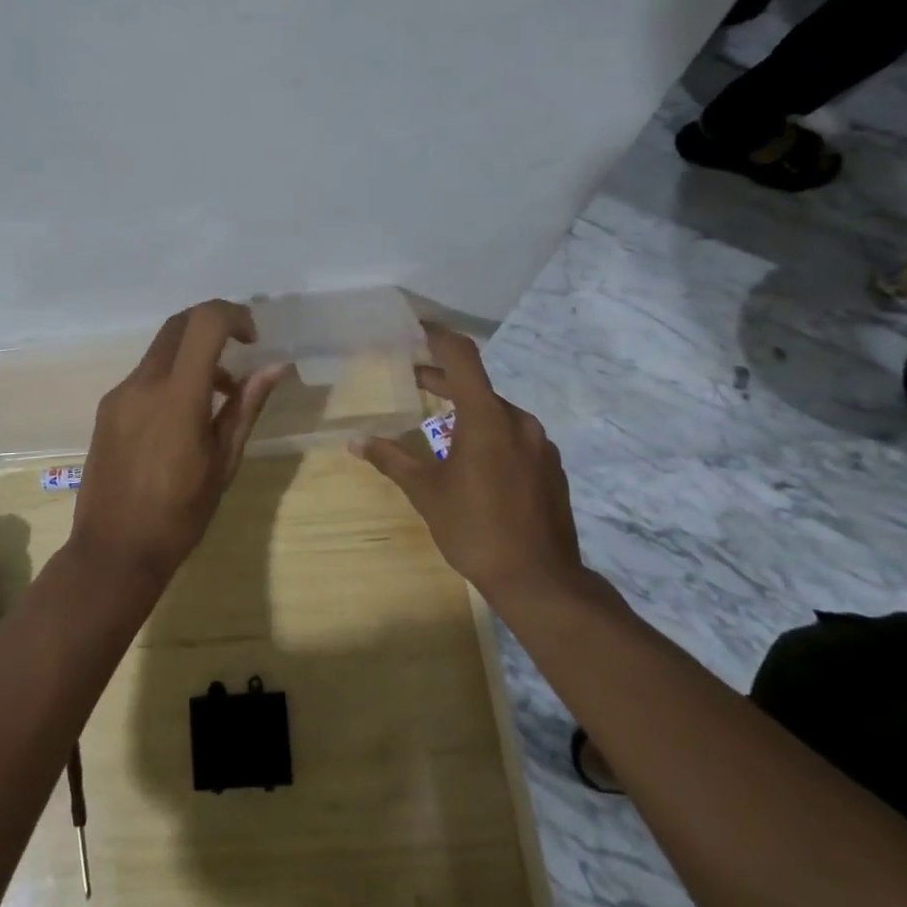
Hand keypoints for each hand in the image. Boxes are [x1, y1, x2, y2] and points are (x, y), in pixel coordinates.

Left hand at [71, 300, 289, 588]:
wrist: (113, 551)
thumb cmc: (179, 514)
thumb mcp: (223, 462)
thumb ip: (247, 407)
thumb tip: (276, 367)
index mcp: (177, 397)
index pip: (204, 323)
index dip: (233, 315)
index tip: (253, 338)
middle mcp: (143, 384)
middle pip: (179, 324)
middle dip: (213, 325)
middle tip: (241, 349)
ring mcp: (119, 394)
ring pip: (161, 349)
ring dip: (193, 354)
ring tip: (221, 396)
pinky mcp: (106, 409)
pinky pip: (145, 375)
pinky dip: (172, 375)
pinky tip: (184, 415)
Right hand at [351, 324, 590, 605]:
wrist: (541, 581)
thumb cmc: (475, 529)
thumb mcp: (426, 492)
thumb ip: (391, 459)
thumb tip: (355, 441)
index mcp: (487, 418)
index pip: (462, 357)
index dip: (439, 335)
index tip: (417, 325)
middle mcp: (519, 421)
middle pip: (477, 385)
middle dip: (443, 379)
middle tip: (413, 378)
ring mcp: (541, 445)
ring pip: (497, 412)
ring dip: (467, 409)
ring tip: (438, 425)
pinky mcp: (552, 467)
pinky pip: (515, 436)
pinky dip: (490, 433)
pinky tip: (473, 461)